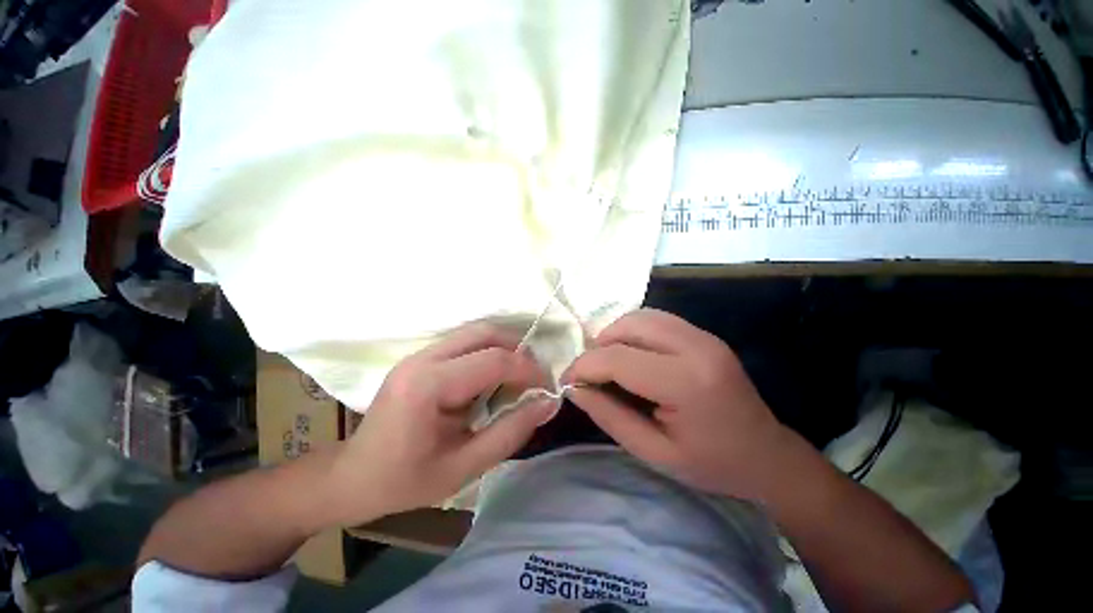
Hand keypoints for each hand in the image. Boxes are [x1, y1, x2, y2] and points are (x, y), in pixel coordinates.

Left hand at [322, 323, 556, 525]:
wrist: (357, 477)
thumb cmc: (407, 480)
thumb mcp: (464, 466)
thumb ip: (509, 433)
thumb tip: (548, 404)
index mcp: (428, 385)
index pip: (494, 359)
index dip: (529, 372)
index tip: (550, 392)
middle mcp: (420, 360)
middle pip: (481, 332)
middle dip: (517, 351)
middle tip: (537, 383)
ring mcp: (413, 359)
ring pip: (469, 336)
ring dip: (500, 353)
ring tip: (518, 387)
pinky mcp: (412, 366)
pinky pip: (456, 350)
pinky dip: (481, 361)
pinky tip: (489, 390)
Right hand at [563, 309, 788, 499]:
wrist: (765, 456)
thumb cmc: (712, 465)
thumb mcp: (656, 453)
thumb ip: (612, 418)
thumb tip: (575, 389)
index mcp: (686, 382)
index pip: (618, 357)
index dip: (584, 367)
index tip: (566, 384)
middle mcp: (698, 348)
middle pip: (632, 324)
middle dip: (599, 345)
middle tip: (587, 377)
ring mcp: (708, 338)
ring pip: (648, 316)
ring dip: (619, 336)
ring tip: (607, 369)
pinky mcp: (711, 339)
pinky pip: (665, 322)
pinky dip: (640, 335)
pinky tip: (635, 362)